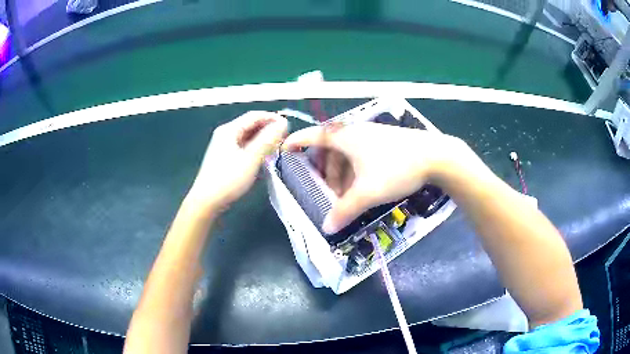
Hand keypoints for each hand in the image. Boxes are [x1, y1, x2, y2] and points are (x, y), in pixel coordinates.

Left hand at [189, 111, 287, 209]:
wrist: (207, 201)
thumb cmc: (228, 179)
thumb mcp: (251, 158)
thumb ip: (268, 139)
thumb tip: (283, 123)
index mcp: (229, 130)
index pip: (255, 115)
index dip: (272, 118)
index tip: (288, 126)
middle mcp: (225, 134)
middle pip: (251, 125)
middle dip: (268, 129)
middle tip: (284, 139)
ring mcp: (224, 146)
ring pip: (248, 137)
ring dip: (263, 140)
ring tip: (277, 148)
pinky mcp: (225, 158)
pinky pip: (244, 147)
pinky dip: (255, 149)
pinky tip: (264, 158)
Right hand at [283, 122, 470, 232]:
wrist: (436, 156)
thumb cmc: (396, 169)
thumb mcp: (367, 193)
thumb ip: (344, 210)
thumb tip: (326, 228)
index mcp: (346, 138)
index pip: (313, 136)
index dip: (297, 141)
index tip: (284, 148)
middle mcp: (357, 133)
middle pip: (331, 150)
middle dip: (325, 171)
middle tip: (325, 191)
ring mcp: (373, 136)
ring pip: (348, 154)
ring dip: (342, 174)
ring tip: (346, 196)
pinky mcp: (386, 142)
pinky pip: (362, 155)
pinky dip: (356, 171)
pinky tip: (363, 187)